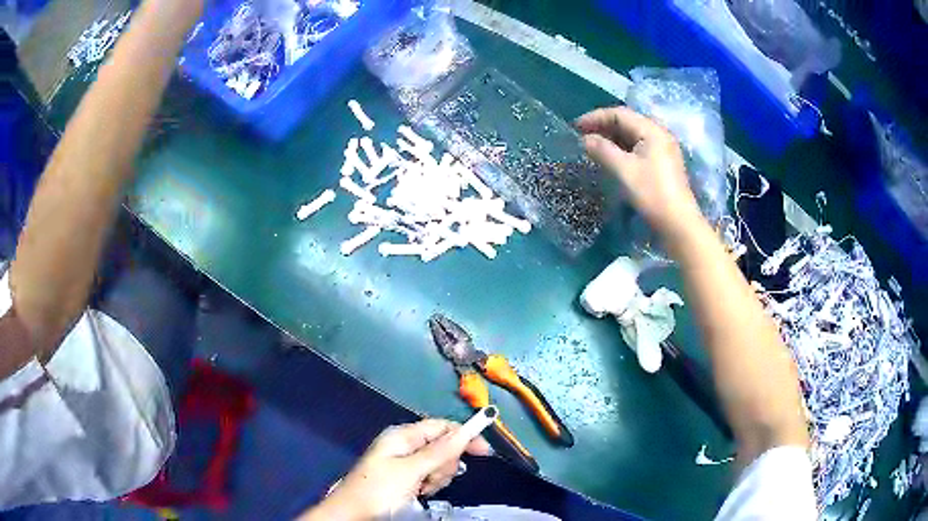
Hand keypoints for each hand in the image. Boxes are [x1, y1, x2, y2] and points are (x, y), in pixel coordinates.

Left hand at [301, 419, 491, 520]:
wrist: (353, 514)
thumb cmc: (379, 490)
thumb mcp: (410, 471)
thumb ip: (438, 452)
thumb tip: (465, 431)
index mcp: (402, 435)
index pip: (441, 426)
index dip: (464, 435)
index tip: (484, 451)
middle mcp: (405, 445)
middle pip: (443, 446)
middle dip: (444, 463)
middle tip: (431, 478)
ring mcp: (405, 462)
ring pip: (439, 463)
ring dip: (438, 476)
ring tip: (422, 488)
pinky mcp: (406, 477)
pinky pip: (430, 476)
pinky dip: (431, 484)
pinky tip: (421, 492)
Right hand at [577, 106, 704, 239]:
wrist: (678, 223)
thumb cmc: (652, 193)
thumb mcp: (624, 170)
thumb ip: (603, 150)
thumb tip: (585, 139)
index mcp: (652, 130)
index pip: (620, 114)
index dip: (596, 117)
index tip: (576, 127)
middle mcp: (659, 134)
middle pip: (627, 122)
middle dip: (603, 126)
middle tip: (582, 136)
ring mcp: (663, 149)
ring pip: (632, 135)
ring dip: (612, 138)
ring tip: (593, 147)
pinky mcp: (662, 163)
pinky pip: (638, 147)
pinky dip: (622, 149)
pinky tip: (610, 157)